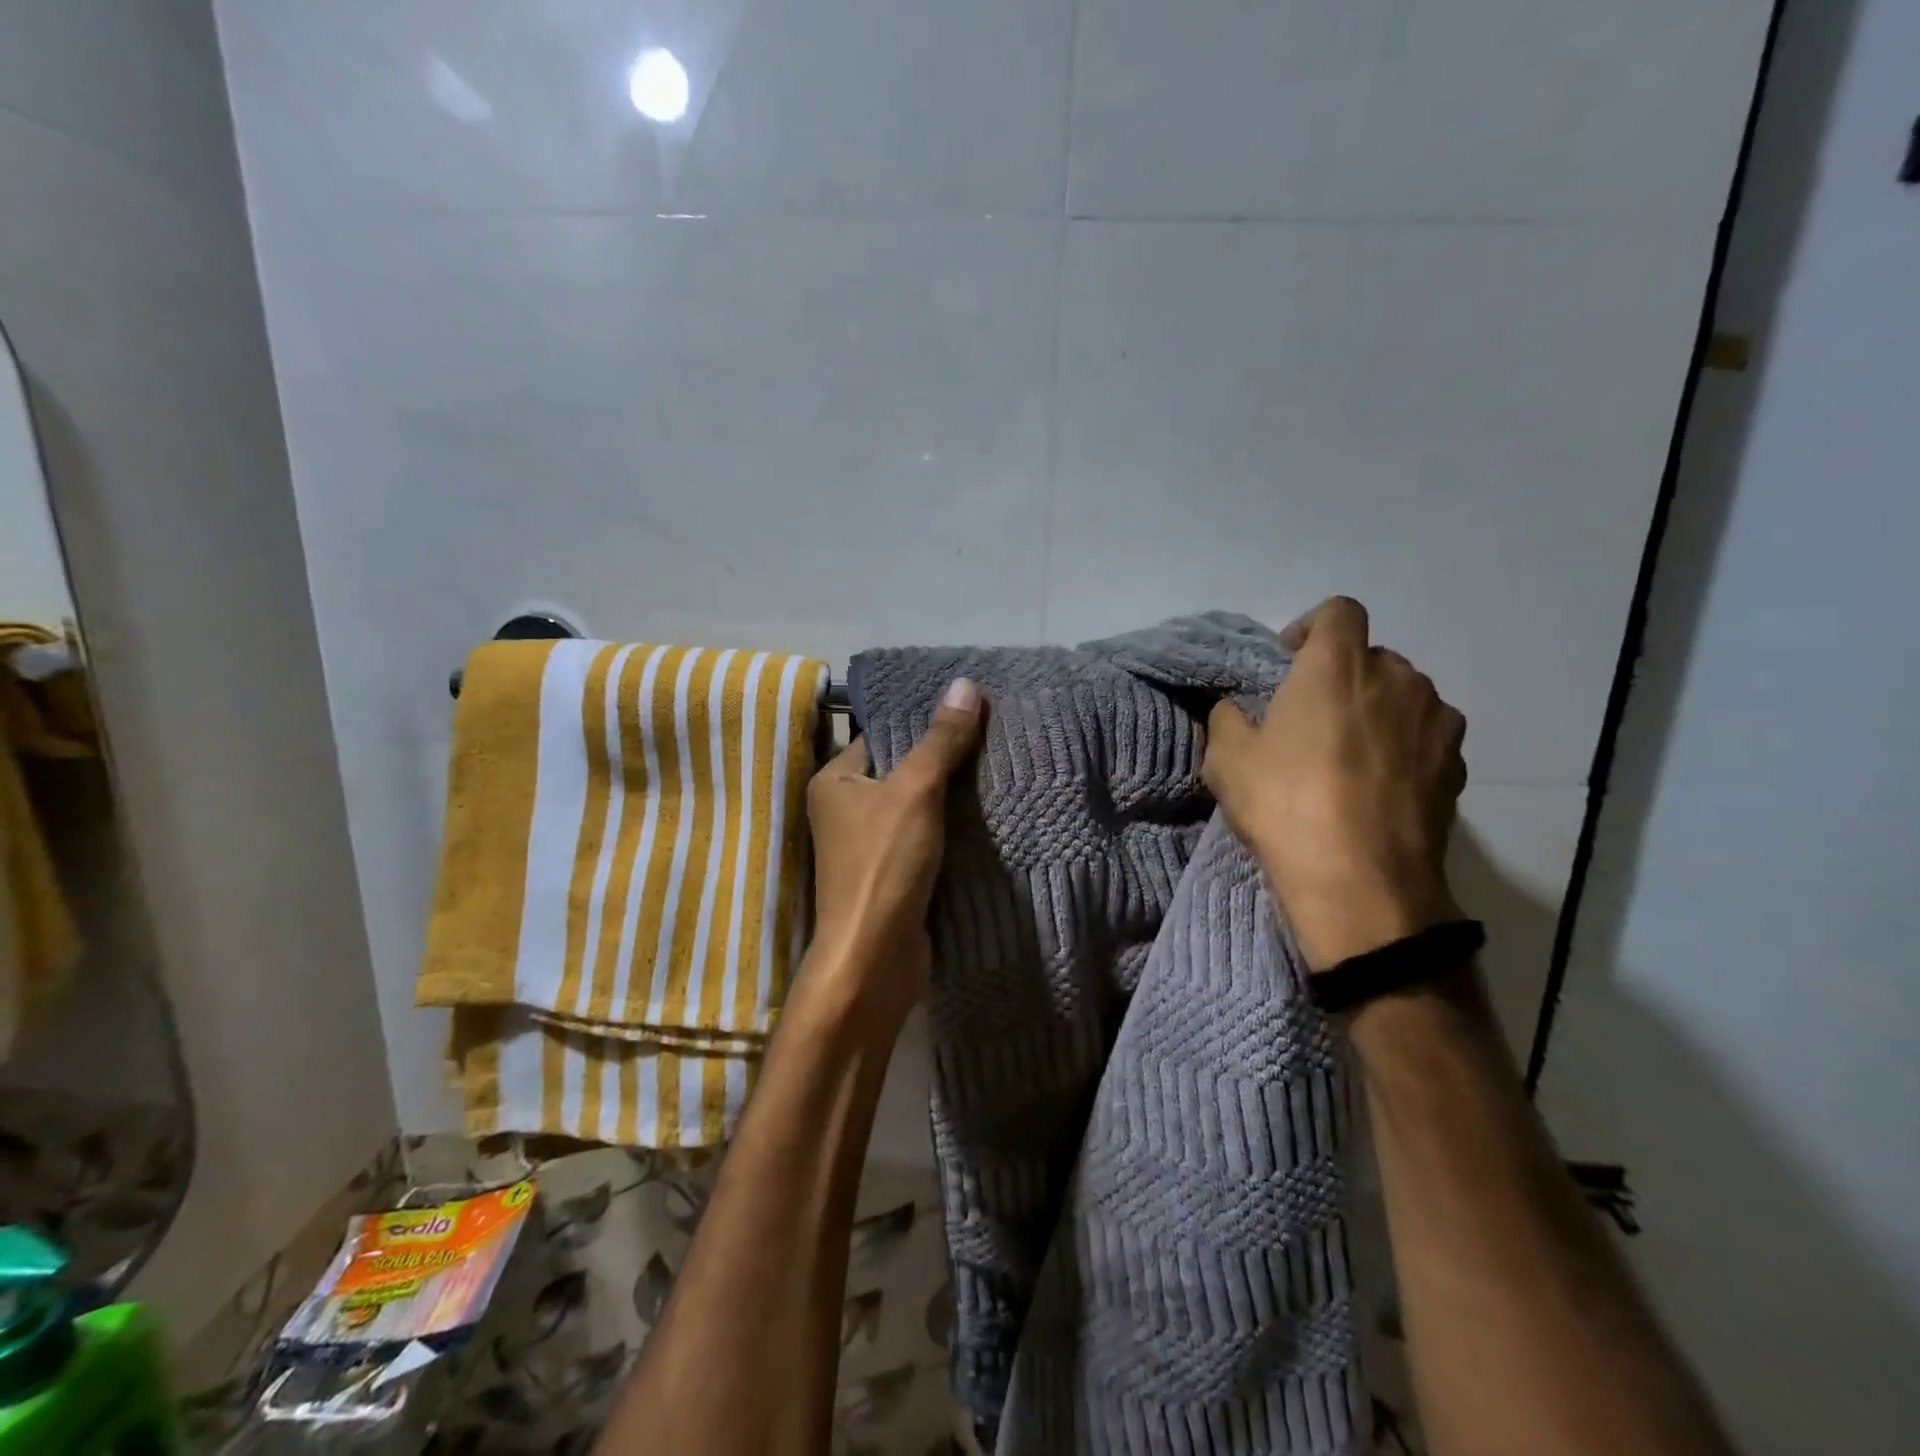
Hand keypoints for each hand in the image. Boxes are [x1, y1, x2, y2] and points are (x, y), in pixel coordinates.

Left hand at [804, 679, 985, 1028]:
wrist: (875, 958)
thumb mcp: (915, 791)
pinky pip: (926, 838)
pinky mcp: (894, 874)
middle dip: (945, 759)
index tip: (971, 710)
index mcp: (836, 781)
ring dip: (953, 796)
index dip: (925, 723)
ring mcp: (870, 845)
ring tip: (1000, 767)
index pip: (884, 736)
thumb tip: (966, 684)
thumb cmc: (883, 864)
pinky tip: (989, 814)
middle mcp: (847, 809)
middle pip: (904, 771)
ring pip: (918, 807)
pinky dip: (952, 828)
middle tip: (995, 736)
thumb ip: (941, 740)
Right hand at [1203, 597, 1466, 970]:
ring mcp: (1436, 720)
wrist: (1361, 882)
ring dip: (1376, 709)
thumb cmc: (1286, 805)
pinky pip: (1426, 735)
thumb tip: (1237, 709)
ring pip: (1404, 695)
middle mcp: (1397, 677)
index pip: (1338, 611)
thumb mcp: (1226, 760)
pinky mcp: (1457, 764)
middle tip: (1312, 717)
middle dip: (1341, 675)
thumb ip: (1227, 717)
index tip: (1289, 662)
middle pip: (1371, 656)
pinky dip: (1404, 745)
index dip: (1311, 628)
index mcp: (1337, 665)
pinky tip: (1381, 784)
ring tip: (1350, 753)